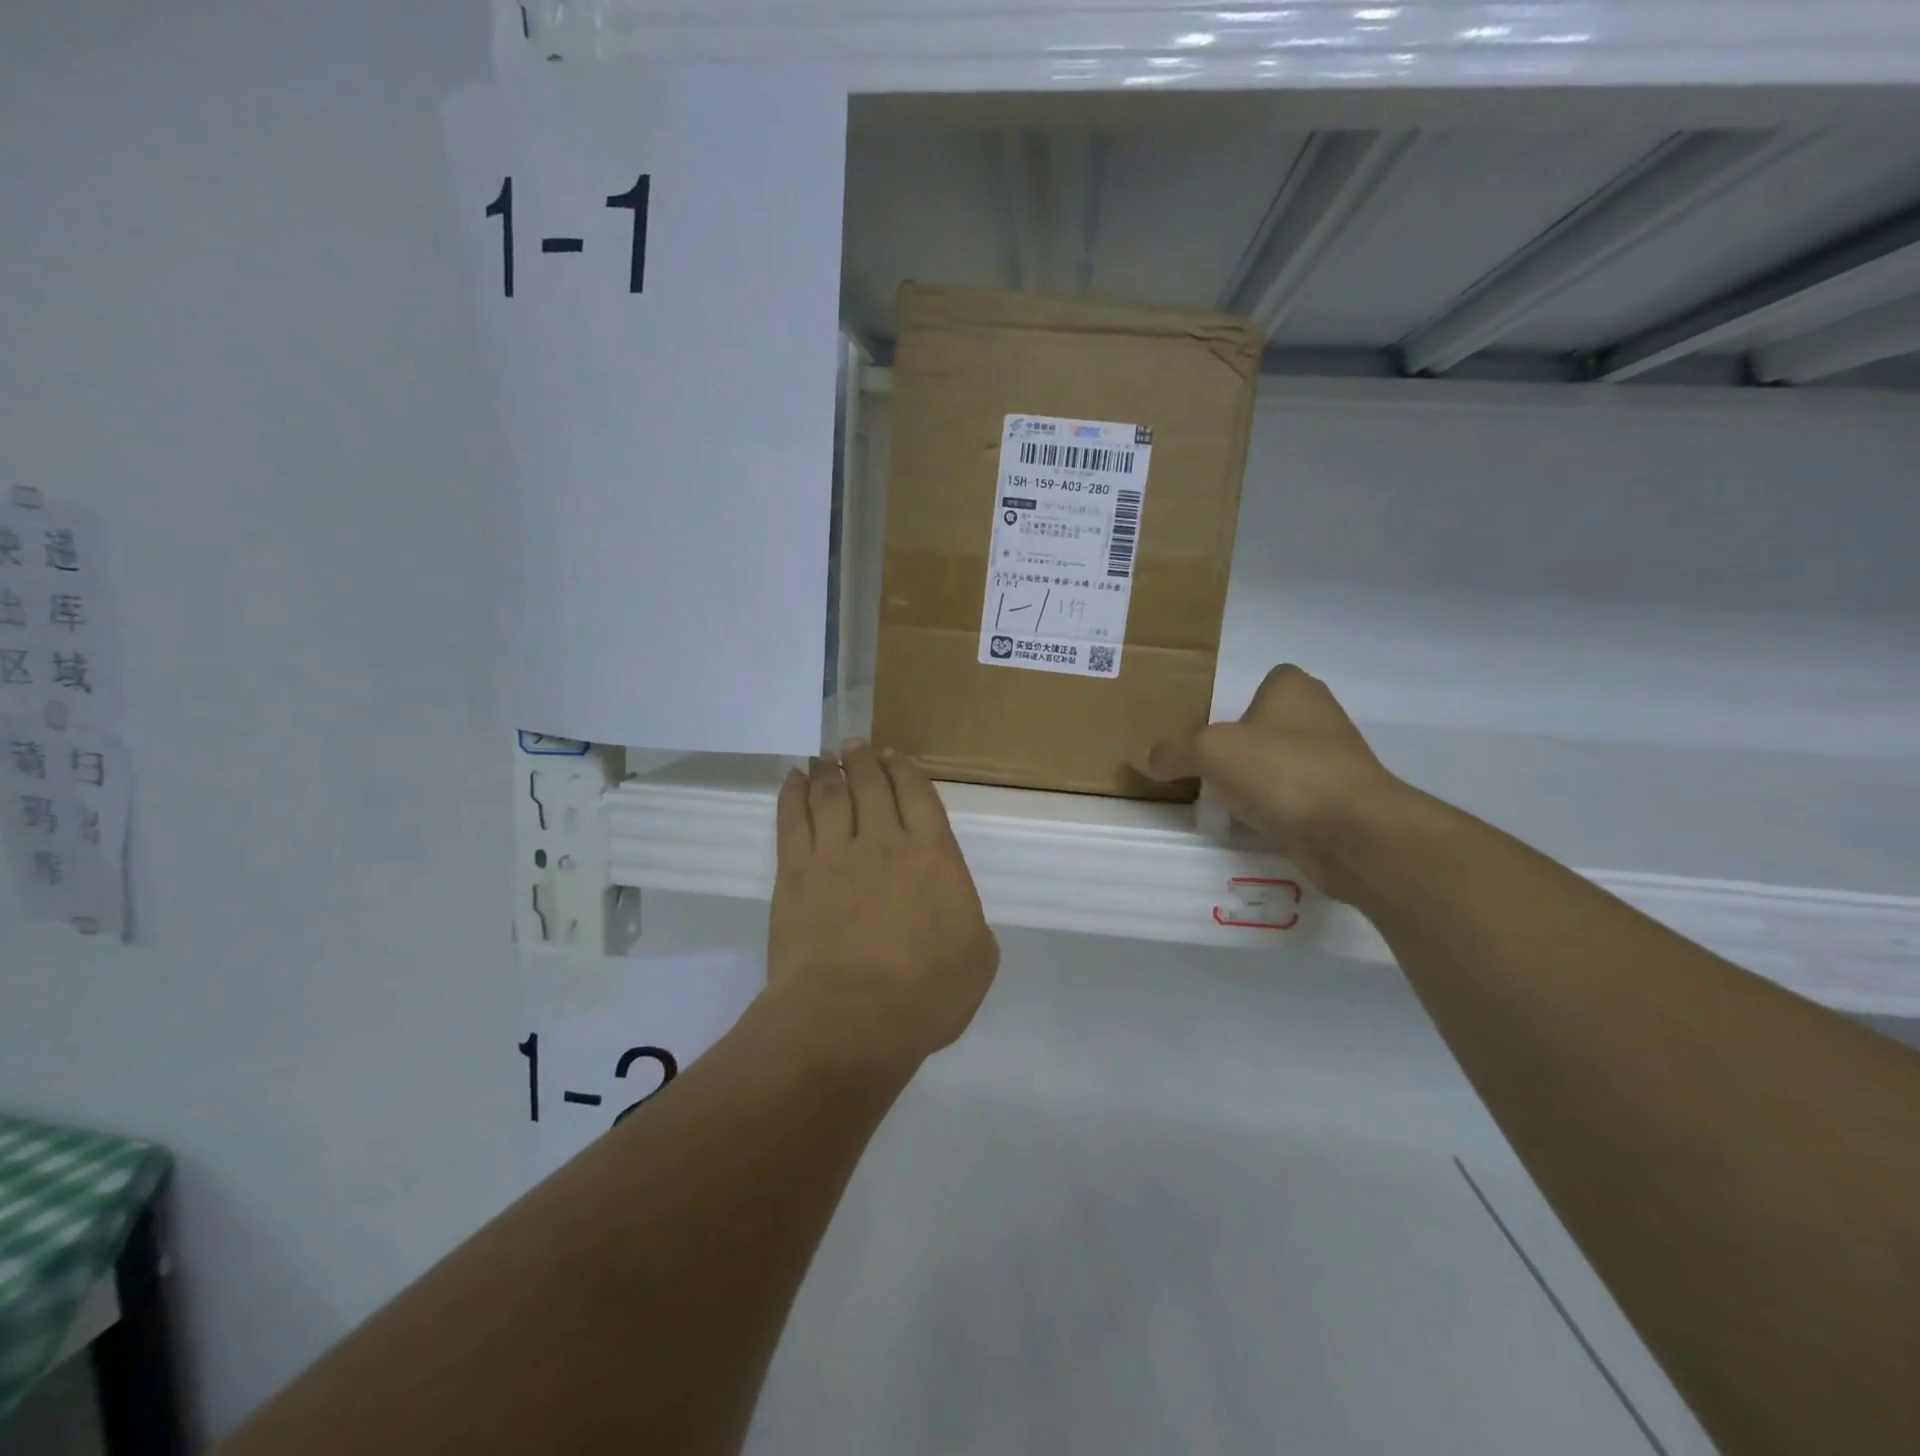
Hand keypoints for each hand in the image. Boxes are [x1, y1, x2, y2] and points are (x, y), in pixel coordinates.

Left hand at [767, 742, 999, 1074]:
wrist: (849, 1019)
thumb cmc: (923, 996)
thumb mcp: (978, 960)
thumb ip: (971, 921)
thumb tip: (955, 907)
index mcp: (934, 856)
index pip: (917, 794)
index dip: (904, 769)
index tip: (893, 756)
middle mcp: (884, 842)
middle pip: (870, 784)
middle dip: (863, 759)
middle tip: (855, 745)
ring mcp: (834, 854)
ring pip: (829, 794)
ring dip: (828, 770)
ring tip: (825, 758)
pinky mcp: (794, 872)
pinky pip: (791, 819)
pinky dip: (792, 793)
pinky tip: (794, 780)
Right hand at [1143, 665, 1409, 898]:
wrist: (1353, 831)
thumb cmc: (1282, 771)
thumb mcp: (1210, 752)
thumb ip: (1175, 752)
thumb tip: (1145, 758)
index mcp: (1294, 690)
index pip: (1267, 681)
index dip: (1239, 700)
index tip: (1211, 727)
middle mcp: (1319, 719)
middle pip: (1268, 728)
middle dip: (1240, 747)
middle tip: (1204, 766)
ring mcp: (1333, 763)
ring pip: (1279, 766)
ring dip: (1254, 783)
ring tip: (1219, 800)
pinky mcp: (1337, 804)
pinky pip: (1290, 801)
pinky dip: (1270, 812)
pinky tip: (1246, 826)